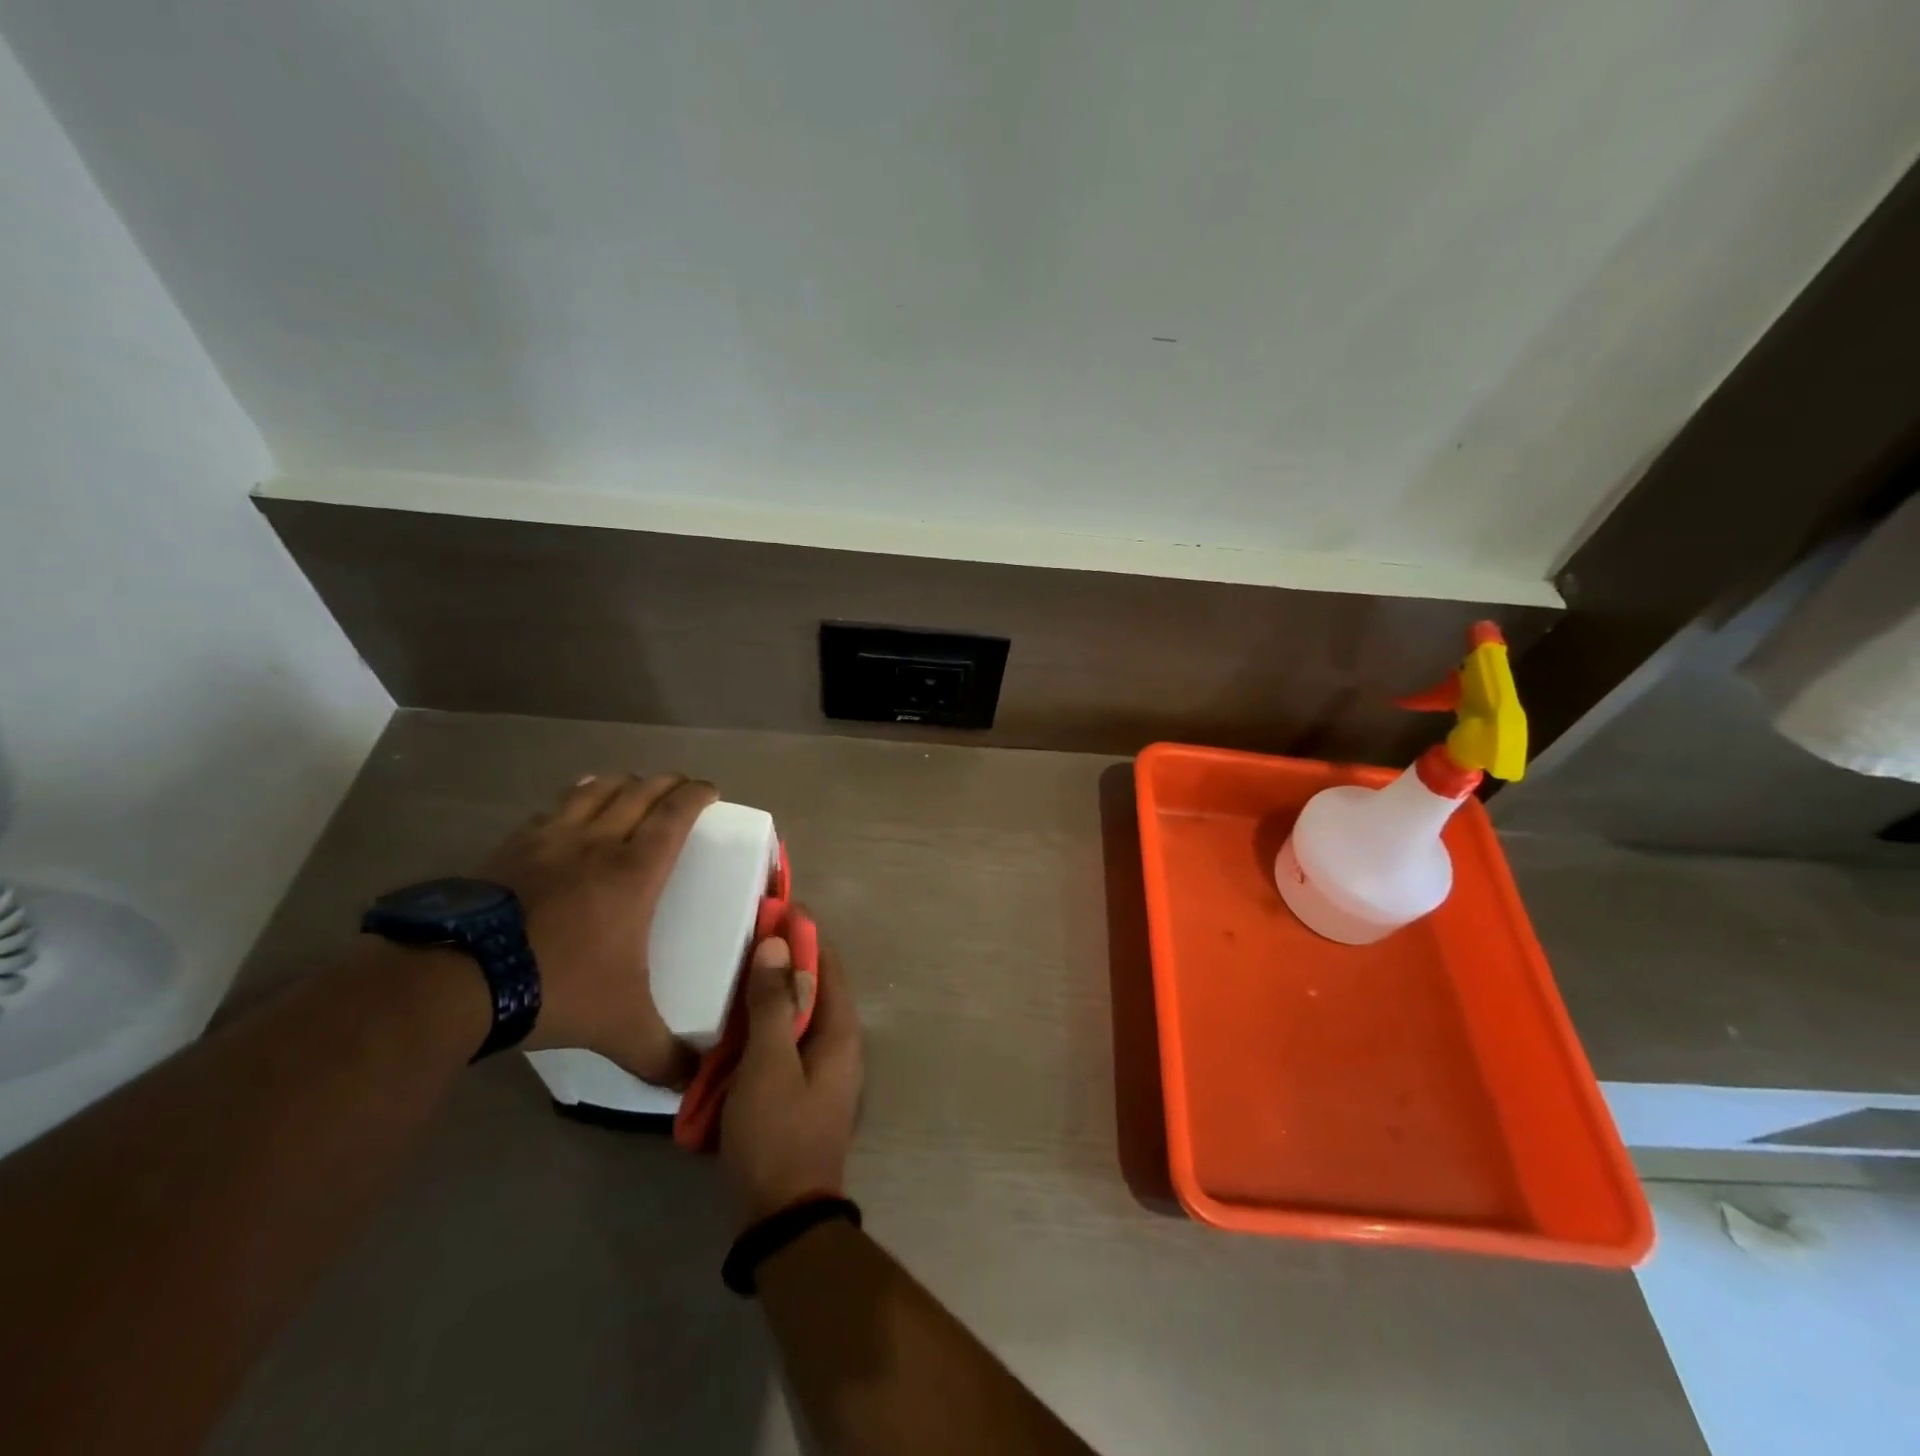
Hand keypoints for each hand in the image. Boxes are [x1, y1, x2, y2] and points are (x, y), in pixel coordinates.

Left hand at [480, 773, 716, 1086]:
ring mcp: (550, 840)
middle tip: (681, 788)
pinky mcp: (510, 848)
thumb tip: (692, 1088)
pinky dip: (573, 799)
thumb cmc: (558, 987)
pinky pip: (552, 809)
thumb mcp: (620, 1028)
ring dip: (620, 783)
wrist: (459, 980)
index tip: (711, 791)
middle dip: (667, 783)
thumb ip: (661, 1055)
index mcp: (635, 871)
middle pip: (639, 792)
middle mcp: (598, 843)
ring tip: (631, 787)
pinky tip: (570, 806)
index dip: (697, 795)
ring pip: (595, 791)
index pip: (676, 814)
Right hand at [720, 929, 862, 1226]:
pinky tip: (733, 1028)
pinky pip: (786, 1043)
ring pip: (797, 1015)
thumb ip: (772, 1004)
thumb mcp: (768, 1065)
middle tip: (743, 940)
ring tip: (732, 976)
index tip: (770, 909)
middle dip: (782, 962)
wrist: (784, 1219)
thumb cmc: (777, 1134)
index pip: (826, 963)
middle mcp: (840, 1043)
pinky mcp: (804, 1091)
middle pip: (813, 987)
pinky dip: (764, 1028)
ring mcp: (823, 1070)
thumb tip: (777, 944)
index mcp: (841, 1030)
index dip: (802, 933)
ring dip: (769, 995)